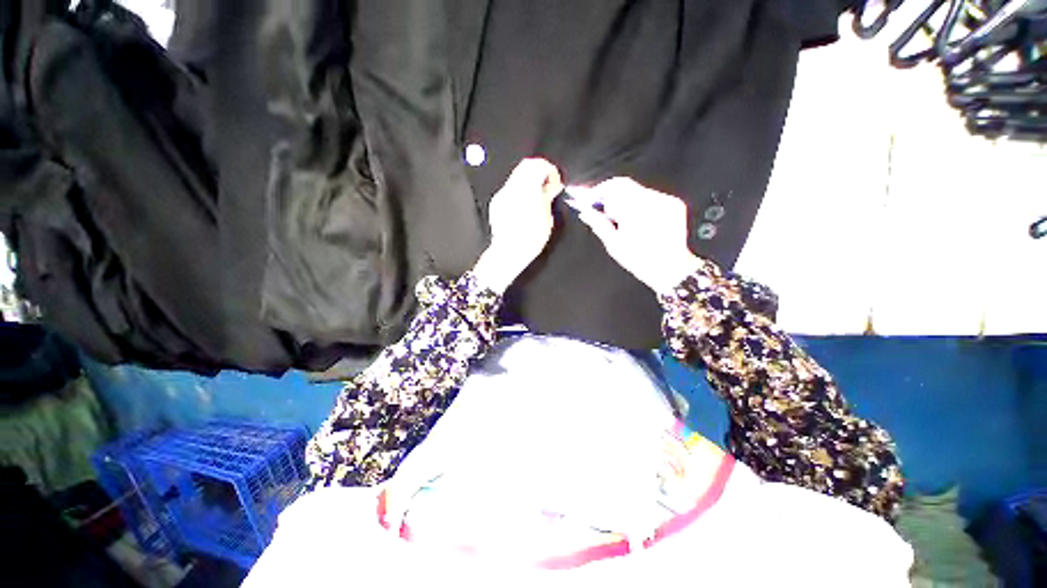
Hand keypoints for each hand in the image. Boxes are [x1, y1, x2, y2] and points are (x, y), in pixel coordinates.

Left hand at [472, 158, 562, 293]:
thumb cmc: (530, 239)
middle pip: (526, 166)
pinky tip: (526, 204)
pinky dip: (520, 189)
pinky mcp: (497, 202)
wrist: (508, 252)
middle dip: (539, 172)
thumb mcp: (546, 219)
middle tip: (548, 186)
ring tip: (538, 196)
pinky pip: (510, 188)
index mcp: (527, 190)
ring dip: (529, 180)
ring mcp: (502, 194)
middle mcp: (512, 188)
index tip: (556, 182)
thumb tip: (552, 186)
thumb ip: (547, 197)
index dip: (550, 170)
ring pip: (517, 176)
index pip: (538, 166)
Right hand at [569, 177, 702, 293]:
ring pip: (638, 192)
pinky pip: (651, 198)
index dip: (599, 190)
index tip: (588, 198)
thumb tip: (585, 212)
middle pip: (626, 187)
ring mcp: (666, 201)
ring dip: (625, 202)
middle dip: (610, 197)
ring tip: (619, 220)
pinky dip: (639, 206)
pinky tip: (636, 221)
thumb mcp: (614, 244)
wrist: (672, 269)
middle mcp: (654, 200)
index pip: (615, 186)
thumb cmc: (641, 260)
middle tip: (599, 209)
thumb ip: (598, 224)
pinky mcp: (675, 204)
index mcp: (637, 210)